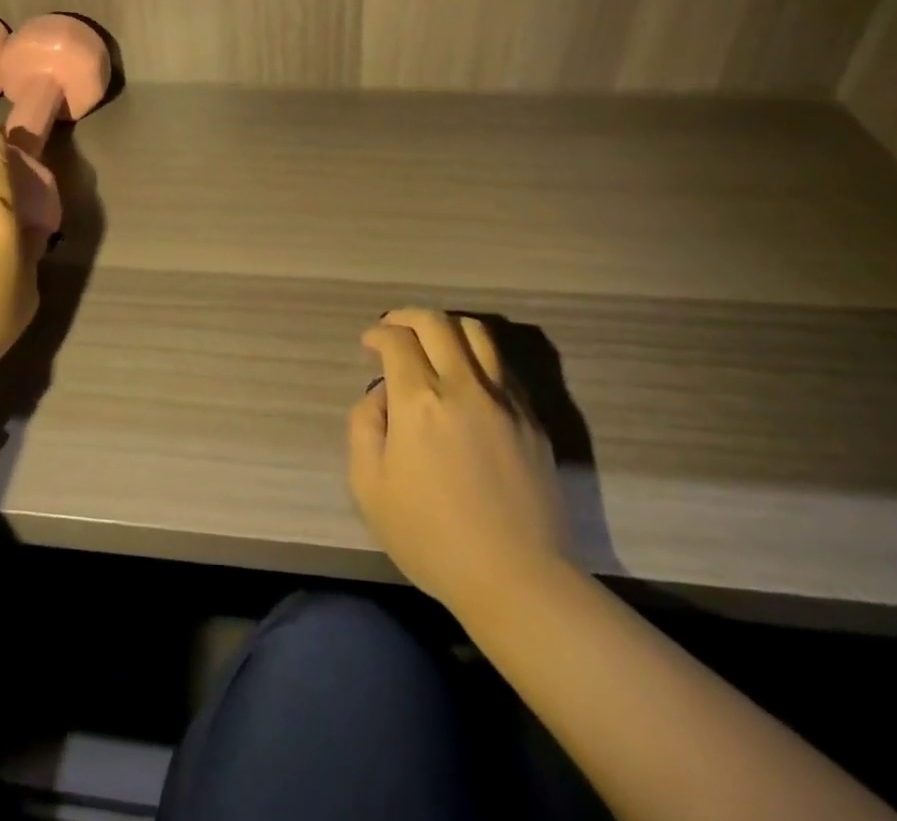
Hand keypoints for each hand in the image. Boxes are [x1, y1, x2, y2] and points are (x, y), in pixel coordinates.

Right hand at [347, 308, 572, 618]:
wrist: (518, 580)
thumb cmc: (432, 538)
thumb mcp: (370, 488)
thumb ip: (364, 427)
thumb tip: (382, 395)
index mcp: (419, 401)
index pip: (397, 339)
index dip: (378, 333)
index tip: (369, 344)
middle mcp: (463, 386)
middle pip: (436, 322)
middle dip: (407, 317)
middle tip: (393, 331)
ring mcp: (504, 400)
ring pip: (477, 333)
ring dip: (447, 327)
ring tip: (433, 344)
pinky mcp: (532, 419)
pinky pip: (502, 366)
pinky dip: (477, 356)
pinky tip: (466, 379)